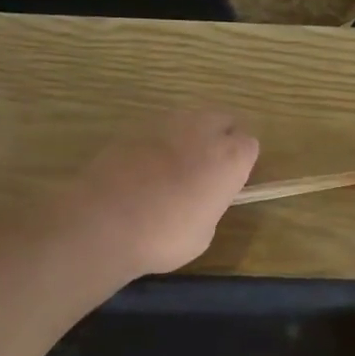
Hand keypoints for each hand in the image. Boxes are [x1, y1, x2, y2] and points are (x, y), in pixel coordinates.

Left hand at [61, 109, 259, 277]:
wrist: (105, 223)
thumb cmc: (165, 236)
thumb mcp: (203, 233)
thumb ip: (209, 205)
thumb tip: (199, 199)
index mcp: (230, 158)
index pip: (250, 144)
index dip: (240, 162)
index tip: (228, 182)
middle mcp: (202, 130)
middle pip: (222, 120)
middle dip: (219, 138)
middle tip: (206, 169)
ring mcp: (165, 123)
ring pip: (189, 119)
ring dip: (188, 136)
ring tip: (173, 167)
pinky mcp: (132, 127)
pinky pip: (157, 129)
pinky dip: (157, 143)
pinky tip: (143, 169)